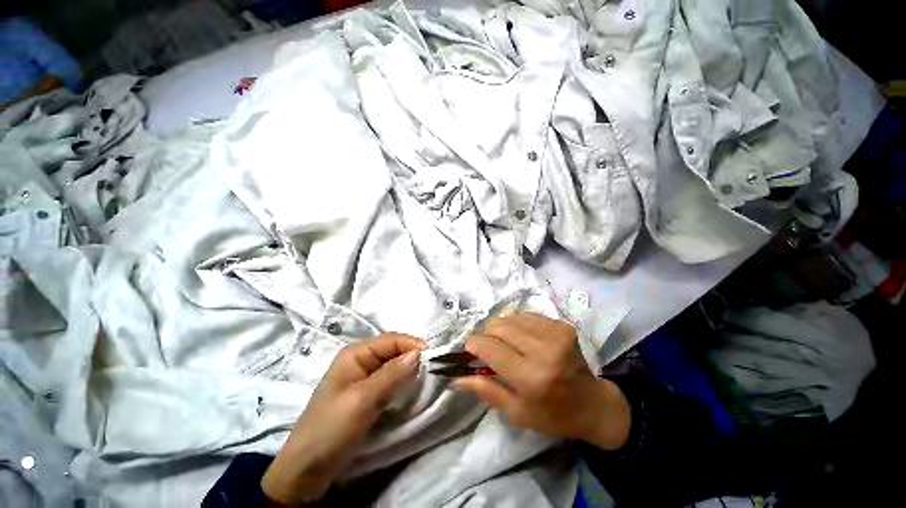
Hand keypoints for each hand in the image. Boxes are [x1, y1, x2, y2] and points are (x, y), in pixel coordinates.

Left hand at [262, 334, 426, 504]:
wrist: (306, 471)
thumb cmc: (331, 429)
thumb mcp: (363, 400)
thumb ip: (391, 375)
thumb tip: (418, 354)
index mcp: (355, 354)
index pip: (391, 340)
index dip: (413, 345)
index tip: (434, 357)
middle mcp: (360, 360)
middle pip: (393, 350)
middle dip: (413, 357)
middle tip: (433, 369)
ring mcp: (363, 378)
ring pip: (393, 366)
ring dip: (409, 370)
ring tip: (427, 378)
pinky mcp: (366, 394)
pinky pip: (390, 381)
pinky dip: (402, 383)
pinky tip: (412, 389)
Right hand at [454, 313, 629, 450]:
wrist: (593, 404)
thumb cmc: (552, 415)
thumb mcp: (516, 412)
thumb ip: (485, 390)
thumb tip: (456, 377)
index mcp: (531, 378)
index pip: (490, 347)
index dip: (474, 344)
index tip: (469, 349)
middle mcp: (543, 350)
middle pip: (498, 326)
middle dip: (486, 334)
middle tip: (487, 347)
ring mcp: (555, 333)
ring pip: (510, 317)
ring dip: (501, 328)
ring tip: (505, 342)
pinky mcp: (562, 325)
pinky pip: (526, 315)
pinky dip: (517, 324)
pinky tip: (521, 337)